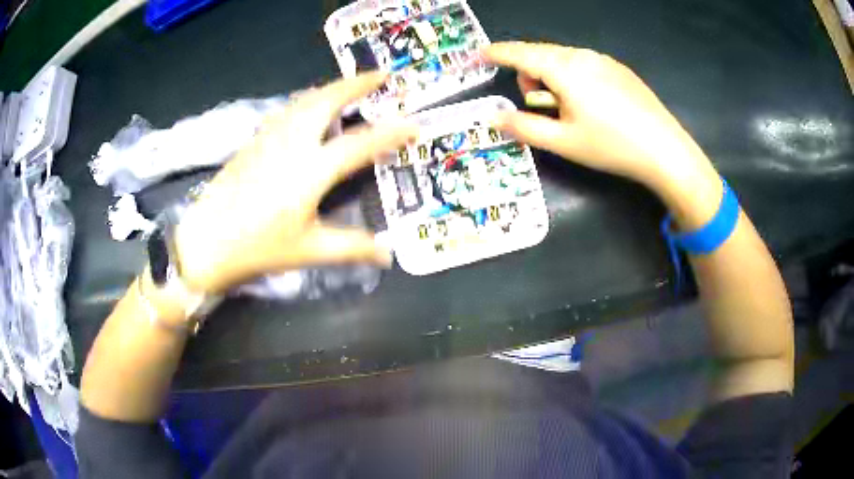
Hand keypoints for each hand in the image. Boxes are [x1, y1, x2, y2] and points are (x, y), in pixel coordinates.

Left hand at [172, 73, 415, 292]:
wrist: (205, 242)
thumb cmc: (257, 248)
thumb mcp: (308, 250)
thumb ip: (351, 247)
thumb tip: (387, 253)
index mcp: (309, 171)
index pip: (359, 144)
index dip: (391, 133)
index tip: (413, 124)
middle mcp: (290, 144)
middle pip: (326, 100)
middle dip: (356, 83)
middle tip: (380, 74)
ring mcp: (268, 138)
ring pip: (304, 100)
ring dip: (331, 87)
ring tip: (351, 84)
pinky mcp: (253, 141)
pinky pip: (287, 109)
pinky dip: (308, 99)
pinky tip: (310, 105)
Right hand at [483, 42, 722, 225]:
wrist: (666, 150)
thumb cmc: (611, 146)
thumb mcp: (563, 142)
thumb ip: (523, 127)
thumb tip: (493, 118)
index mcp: (564, 68)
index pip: (519, 53)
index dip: (495, 53)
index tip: (477, 56)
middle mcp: (582, 55)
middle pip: (540, 54)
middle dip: (528, 73)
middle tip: (536, 105)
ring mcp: (603, 59)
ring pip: (562, 59)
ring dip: (551, 77)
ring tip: (565, 109)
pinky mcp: (618, 69)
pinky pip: (583, 64)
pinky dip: (572, 77)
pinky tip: (590, 104)